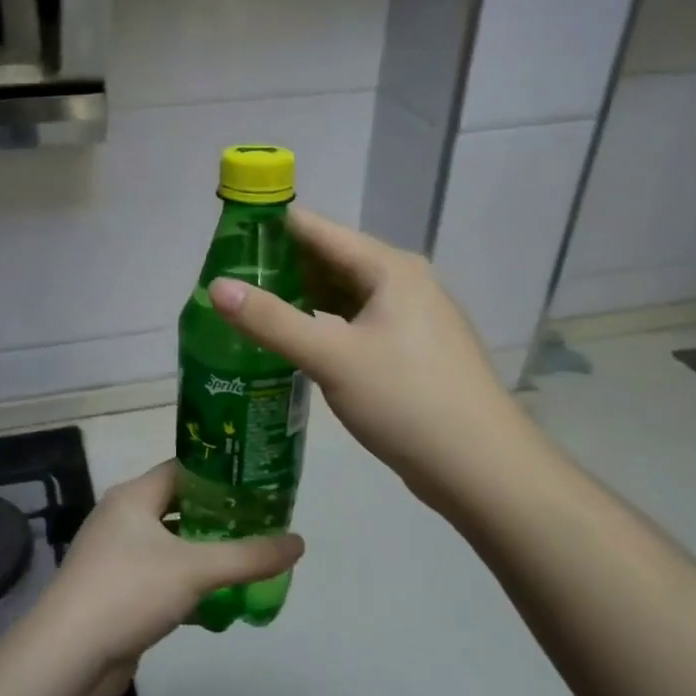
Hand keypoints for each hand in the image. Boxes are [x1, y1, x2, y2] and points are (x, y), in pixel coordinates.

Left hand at [30, 460, 303, 695]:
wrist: (69, 657)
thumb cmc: (129, 591)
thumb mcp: (196, 568)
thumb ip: (248, 556)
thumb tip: (299, 542)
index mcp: (133, 497)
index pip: (183, 470)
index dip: (220, 475)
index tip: (258, 486)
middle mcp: (122, 520)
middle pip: (180, 508)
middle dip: (219, 519)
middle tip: (261, 526)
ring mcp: (117, 558)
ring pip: (172, 548)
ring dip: (206, 557)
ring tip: (248, 564)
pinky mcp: (118, 594)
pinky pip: (162, 581)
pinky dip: (189, 588)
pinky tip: (219, 604)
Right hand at [206, 208, 525, 518]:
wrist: (479, 465)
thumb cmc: (405, 399)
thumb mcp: (331, 357)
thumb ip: (271, 321)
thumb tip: (216, 287)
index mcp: (390, 268)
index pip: (319, 231)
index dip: (272, 230)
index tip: (226, 238)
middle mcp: (404, 282)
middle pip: (332, 260)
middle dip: (282, 268)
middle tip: (230, 282)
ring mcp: (412, 318)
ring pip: (346, 295)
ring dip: (303, 299)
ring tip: (252, 309)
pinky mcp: (412, 351)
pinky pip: (358, 323)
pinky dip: (325, 325)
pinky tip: (297, 342)